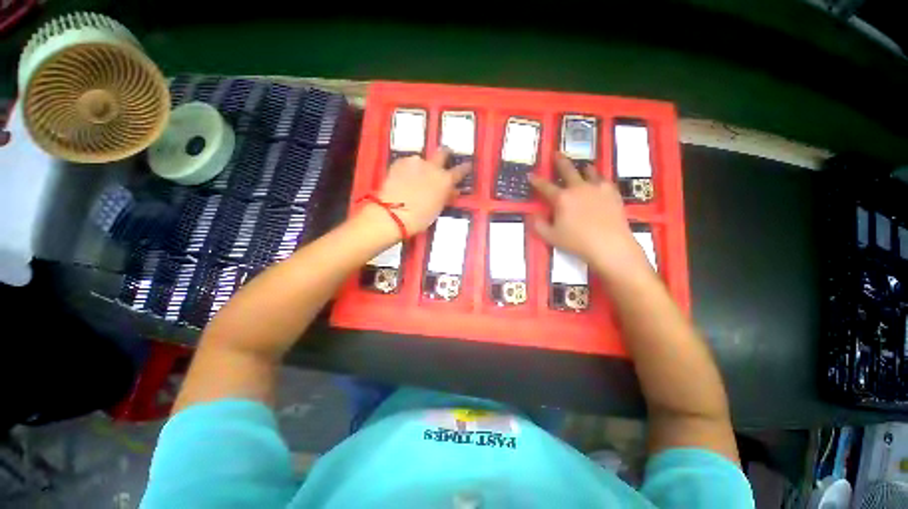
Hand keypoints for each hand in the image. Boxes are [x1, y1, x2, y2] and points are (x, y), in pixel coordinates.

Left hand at [374, 148, 469, 236]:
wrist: (393, 214)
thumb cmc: (420, 217)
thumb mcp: (438, 208)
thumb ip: (446, 195)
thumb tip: (453, 190)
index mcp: (445, 180)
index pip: (461, 170)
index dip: (465, 168)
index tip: (467, 165)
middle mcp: (433, 167)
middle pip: (443, 152)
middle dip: (446, 153)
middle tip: (444, 157)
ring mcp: (415, 162)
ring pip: (422, 160)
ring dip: (422, 166)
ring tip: (415, 177)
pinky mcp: (400, 162)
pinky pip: (408, 163)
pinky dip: (408, 169)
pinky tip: (404, 178)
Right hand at [529, 154, 651, 279]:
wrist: (609, 244)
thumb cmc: (576, 241)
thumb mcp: (551, 236)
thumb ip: (539, 225)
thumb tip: (533, 216)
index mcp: (562, 198)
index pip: (545, 187)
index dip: (536, 181)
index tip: (531, 175)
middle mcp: (578, 188)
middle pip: (567, 171)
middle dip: (560, 162)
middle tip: (556, 153)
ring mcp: (597, 188)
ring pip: (589, 172)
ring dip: (583, 168)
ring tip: (583, 166)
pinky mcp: (612, 192)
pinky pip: (604, 180)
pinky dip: (598, 178)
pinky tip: (599, 181)